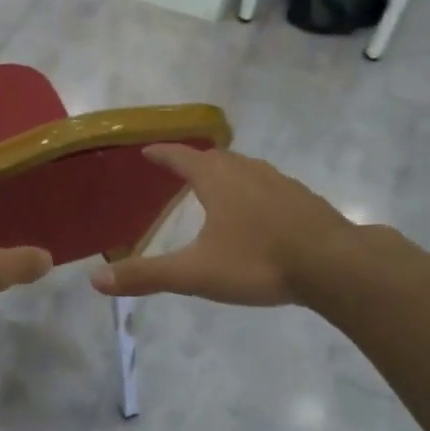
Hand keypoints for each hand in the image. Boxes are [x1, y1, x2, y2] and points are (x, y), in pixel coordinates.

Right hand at [89, 145, 366, 306]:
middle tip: (179, 169)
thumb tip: (94, 280)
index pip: (181, 157)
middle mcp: (247, 171)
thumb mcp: (196, 273)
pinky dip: (254, 189)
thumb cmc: (258, 261)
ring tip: (217, 185)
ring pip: (245, 168)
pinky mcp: (304, 199)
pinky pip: (269, 184)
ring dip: (226, 171)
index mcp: (217, 179)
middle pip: (214, 157)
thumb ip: (146, 275)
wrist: (335, 265)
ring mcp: (280, 182)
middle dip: (194, 160)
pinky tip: (260, 211)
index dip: (162, 153)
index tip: (147, 150)